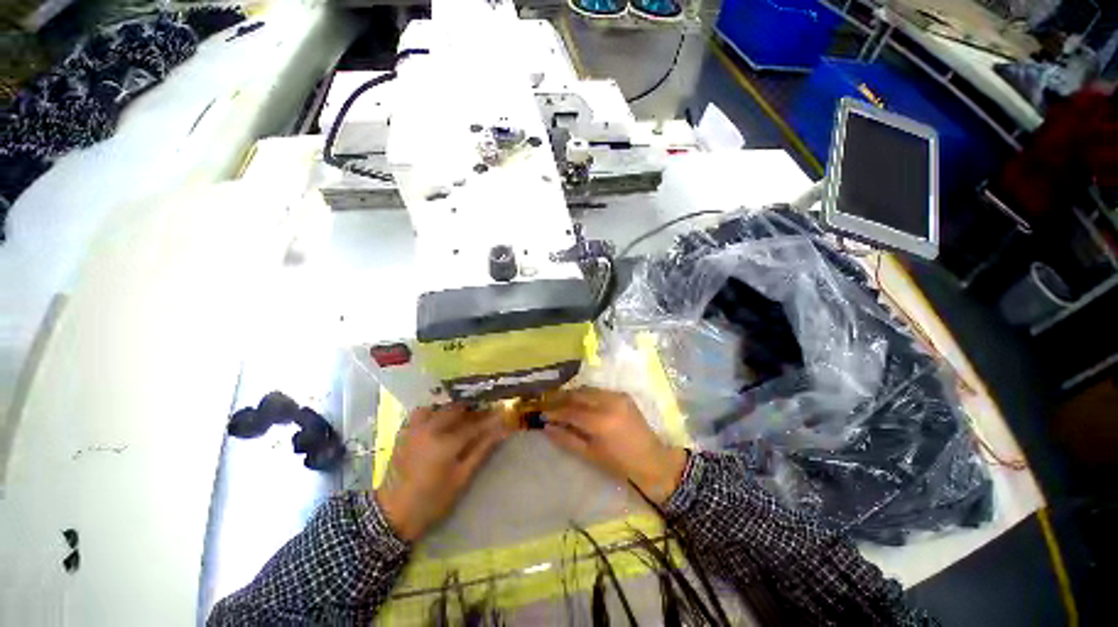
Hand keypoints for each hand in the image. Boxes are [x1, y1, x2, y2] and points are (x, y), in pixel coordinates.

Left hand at [376, 404, 508, 540]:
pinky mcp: (405, 431)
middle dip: (474, 410)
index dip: (490, 418)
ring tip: (464, 415)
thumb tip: (502, 431)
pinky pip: (423, 411)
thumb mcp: (461, 477)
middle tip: (485, 413)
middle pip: (458, 410)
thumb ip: (482, 450)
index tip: (503, 413)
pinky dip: (435, 411)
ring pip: (440, 407)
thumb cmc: (432, 500)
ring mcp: (415, 428)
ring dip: (454, 409)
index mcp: (445, 444)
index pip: (474, 424)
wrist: (392, 513)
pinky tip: (441, 419)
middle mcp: (430, 429)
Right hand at [542, 388, 687, 505]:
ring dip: (573, 394)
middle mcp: (608, 402)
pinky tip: (580, 403)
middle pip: (577, 394)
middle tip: (548, 405)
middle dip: (561, 398)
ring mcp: (617, 396)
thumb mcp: (590, 454)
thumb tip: (546, 427)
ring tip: (561, 403)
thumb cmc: (620, 464)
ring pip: (587, 389)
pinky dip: (586, 395)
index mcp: (600, 421)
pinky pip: (599, 391)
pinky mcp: (623, 394)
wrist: (652, 460)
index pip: (570, 411)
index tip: (542, 414)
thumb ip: (566, 439)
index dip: (554, 412)